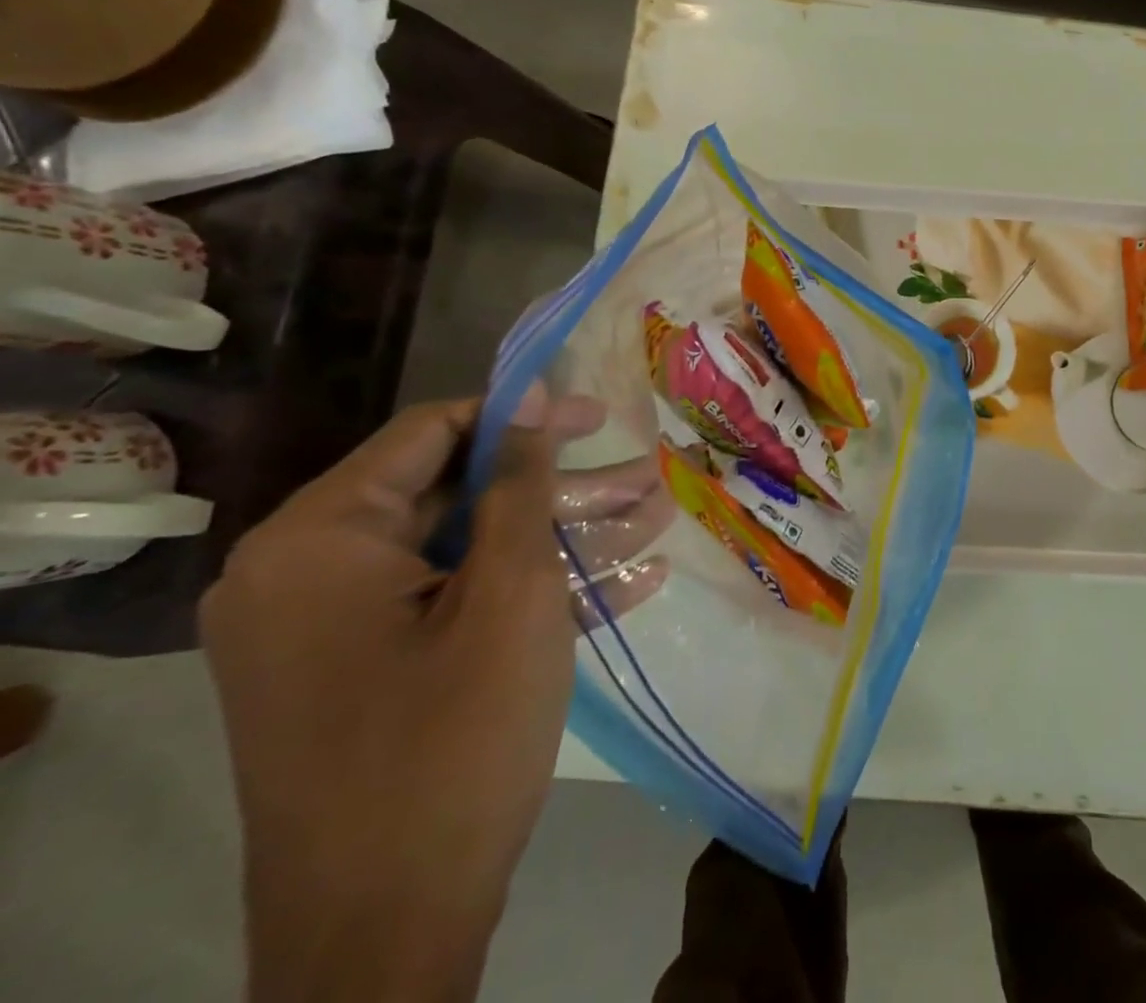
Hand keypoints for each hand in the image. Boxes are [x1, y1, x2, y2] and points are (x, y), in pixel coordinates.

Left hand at [201, 389, 670, 1002]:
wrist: (386, 936)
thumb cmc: (452, 741)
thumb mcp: (509, 594)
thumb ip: (521, 484)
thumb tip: (534, 397)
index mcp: (317, 541)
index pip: (430, 433)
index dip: (523, 417)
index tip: (601, 418)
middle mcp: (305, 574)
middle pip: (455, 494)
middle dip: (561, 488)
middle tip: (643, 480)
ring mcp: (330, 630)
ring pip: (466, 551)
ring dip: (561, 537)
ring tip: (651, 523)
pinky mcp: (362, 672)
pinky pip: (452, 604)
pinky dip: (527, 591)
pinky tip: (622, 585)